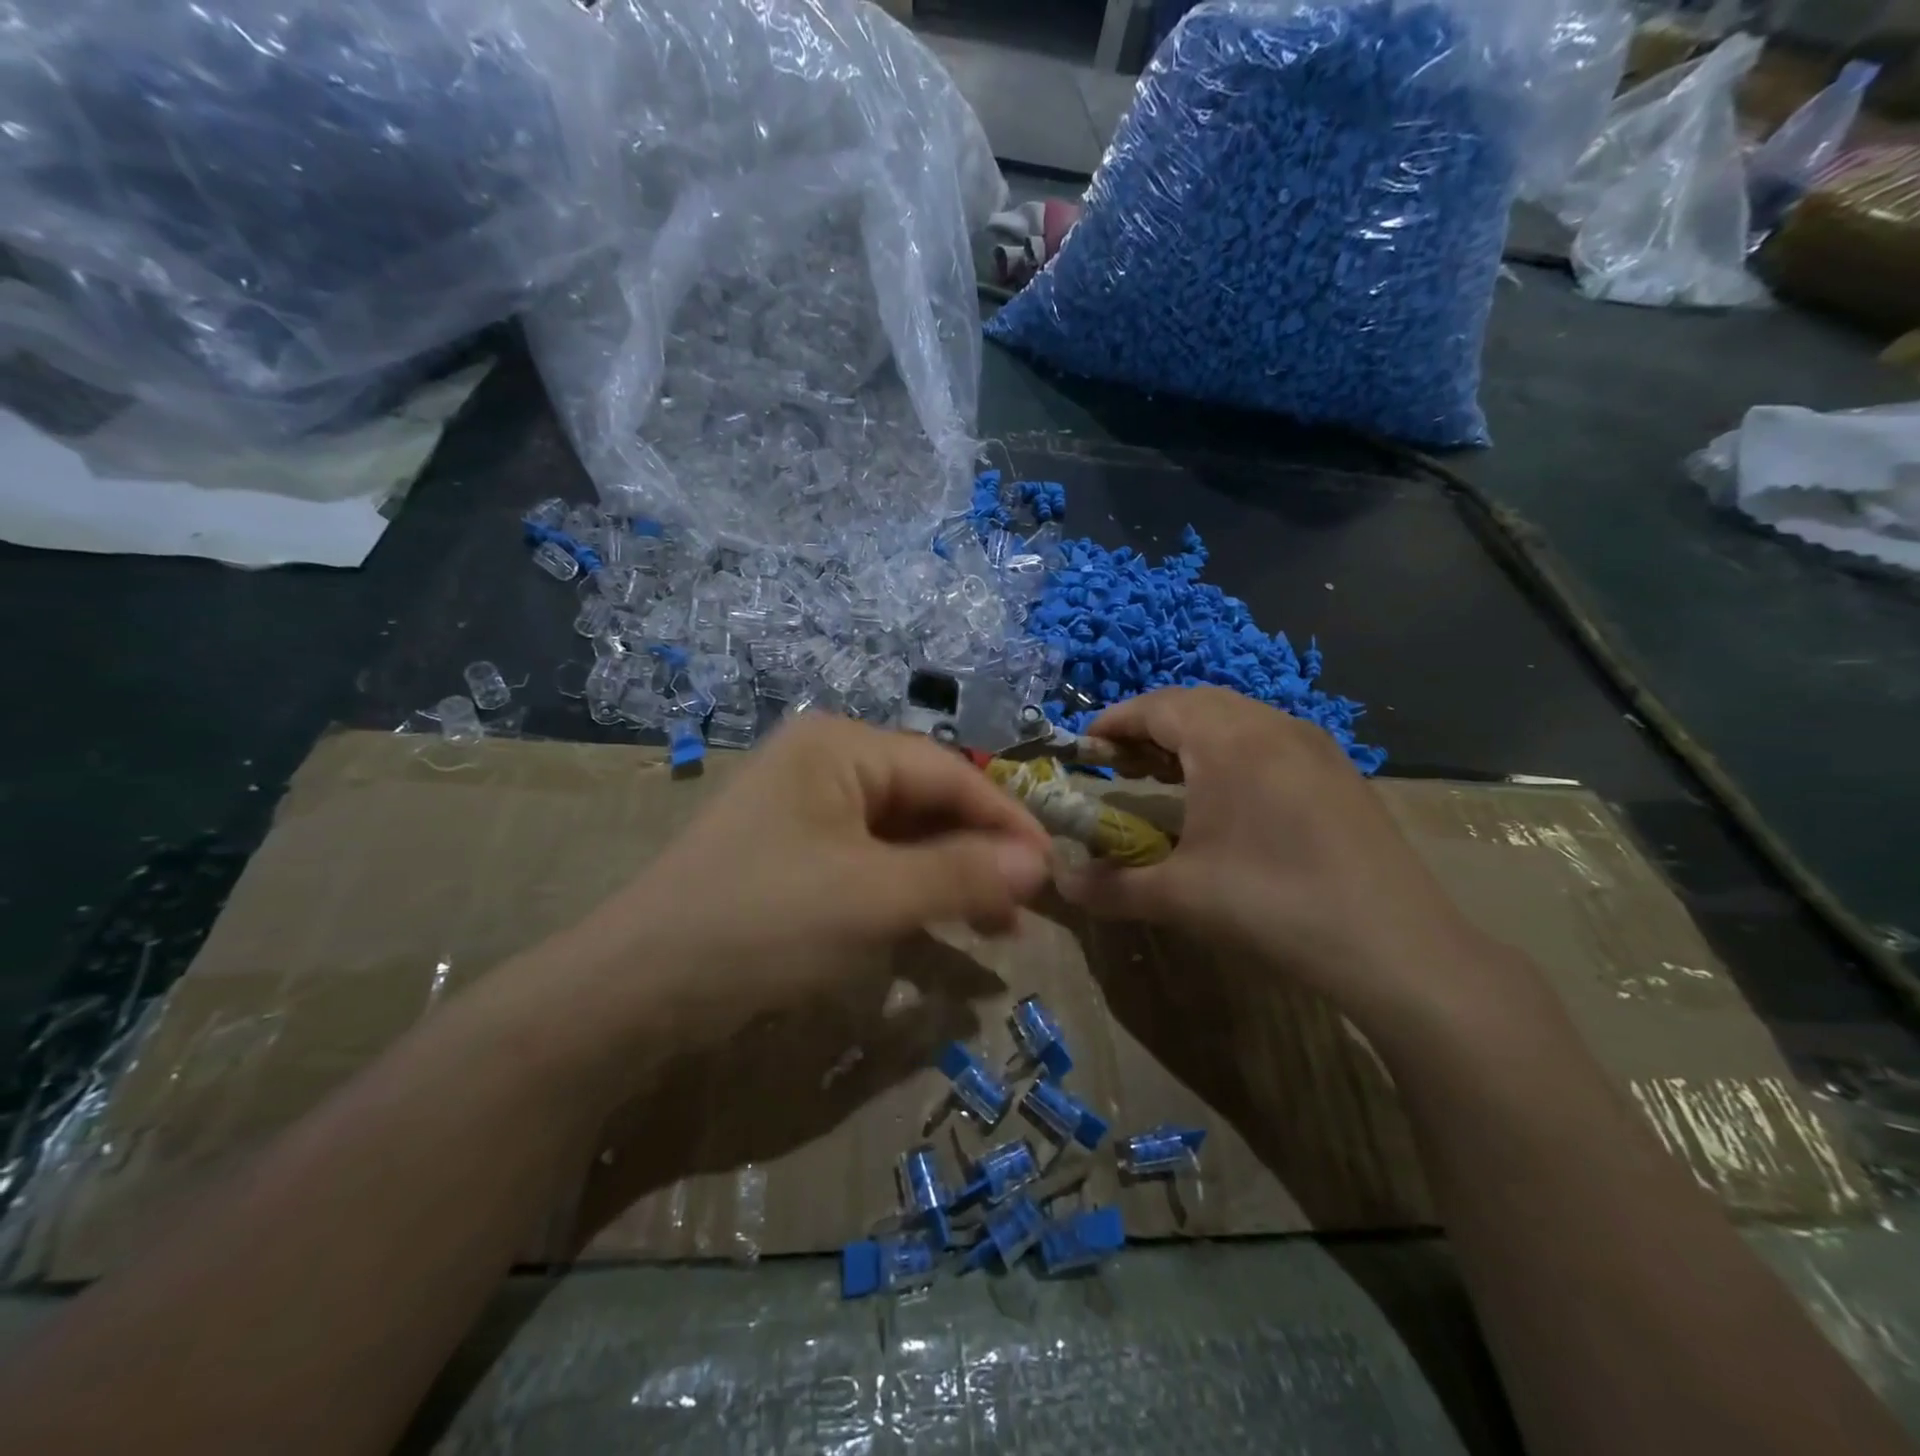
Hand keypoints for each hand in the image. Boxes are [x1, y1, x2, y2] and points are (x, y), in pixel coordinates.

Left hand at [560, 716, 1052, 1040]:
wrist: (637, 989)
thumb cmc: (764, 922)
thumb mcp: (875, 897)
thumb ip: (963, 875)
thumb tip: (1040, 865)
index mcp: (841, 747)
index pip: (948, 772)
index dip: (1006, 819)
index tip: (1052, 868)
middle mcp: (825, 765)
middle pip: (925, 800)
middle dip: (978, 852)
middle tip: (1024, 907)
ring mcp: (806, 811)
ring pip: (901, 835)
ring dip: (949, 876)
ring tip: (994, 926)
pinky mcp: (795, 856)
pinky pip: (871, 863)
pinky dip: (909, 892)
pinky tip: (938, 925)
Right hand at [1054, 686, 1492, 1031]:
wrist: (1397, 947)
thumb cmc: (1274, 905)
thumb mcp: (1179, 897)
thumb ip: (1109, 886)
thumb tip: (1059, 883)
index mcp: (1228, 740)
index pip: (1156, 706)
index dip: (1113, 722)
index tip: (1084, 747)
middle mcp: (1271, 725)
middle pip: (1195, 703)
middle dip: (1149, 726)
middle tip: (1119, 764)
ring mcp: (1312, 744)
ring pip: (1236, 717)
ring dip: (1191, 736)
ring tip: (1165, 775)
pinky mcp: (1338, 770)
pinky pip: (1268, 738)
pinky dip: (1230, 750)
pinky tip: (1226, 795)